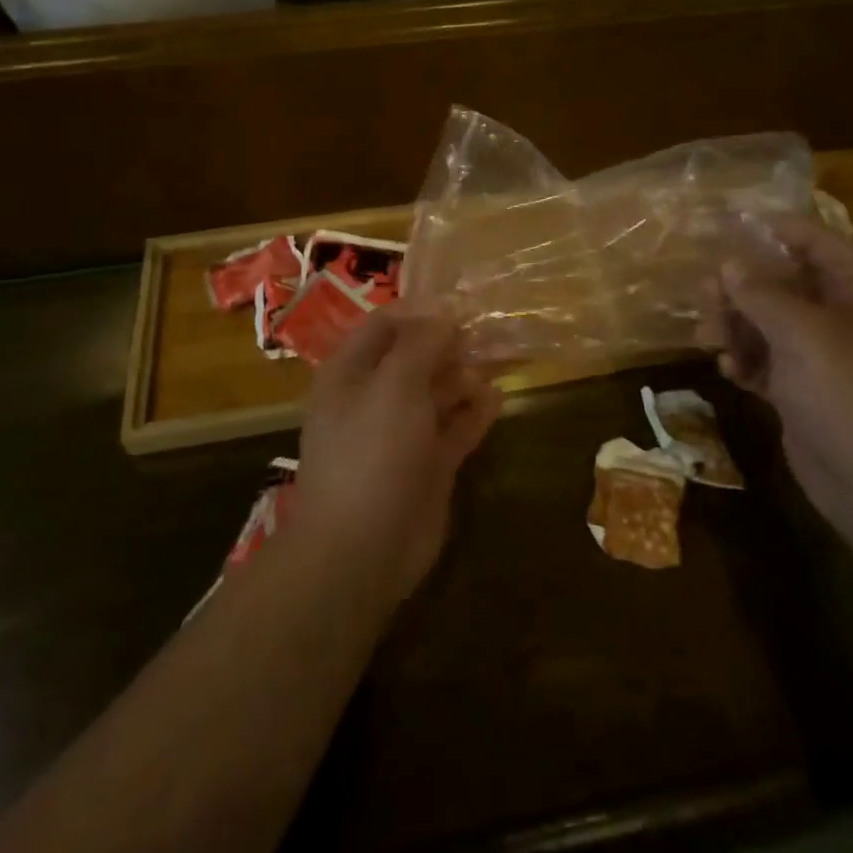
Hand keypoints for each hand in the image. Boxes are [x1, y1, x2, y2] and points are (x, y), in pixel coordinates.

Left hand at [298, 304, 502, 604]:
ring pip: (438, 392)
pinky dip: (474, 413)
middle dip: (451, 343)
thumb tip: (446, 310)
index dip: (421, 311)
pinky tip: (498, 399)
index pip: (385, 325)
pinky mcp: (427, 464)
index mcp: (351, 373)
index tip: (463, 303)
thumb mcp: (394, 386)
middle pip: (415, 357)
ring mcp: (402, 433)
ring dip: (466, 375)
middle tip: (492, 331)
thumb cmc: (372, 453)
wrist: (362, 550)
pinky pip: (454, 428)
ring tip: (501, 359)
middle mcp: (375, 397)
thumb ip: (420, 344)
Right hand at [702, 218, 852, 546]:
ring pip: (767, 320)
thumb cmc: (852, 396)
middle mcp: (844, 313)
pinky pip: (766, 358)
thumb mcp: (804, 335)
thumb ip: (762, 294)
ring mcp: (824, 353)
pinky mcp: (804, 388)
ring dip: (735, 326)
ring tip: (708, 338)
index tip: (720, 227)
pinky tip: (729, 370)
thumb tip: (729, 264)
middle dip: (741, 287)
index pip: (811, 239)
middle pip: (782, 280)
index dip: (768, 230)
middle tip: (705, 296)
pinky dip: (745, 360)